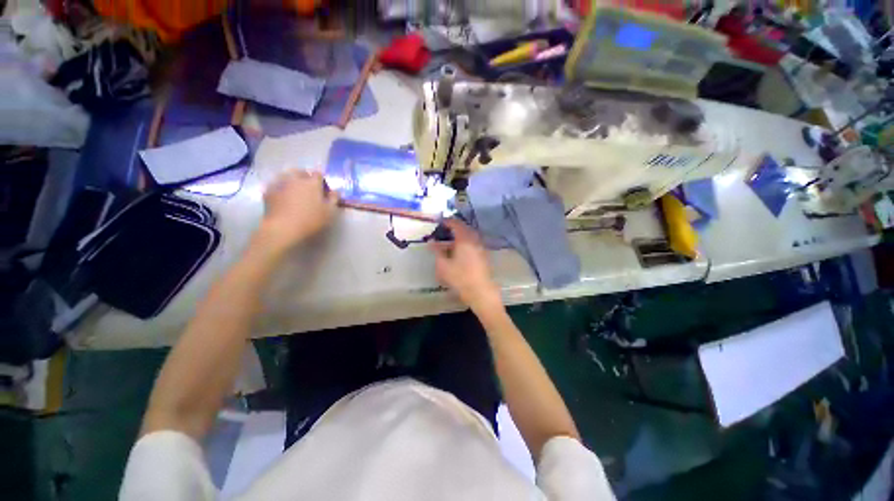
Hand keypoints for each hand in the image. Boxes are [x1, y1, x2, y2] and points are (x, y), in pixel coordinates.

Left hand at [256, 170, 338, 251]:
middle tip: (308, 189)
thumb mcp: (330, 212)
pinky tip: (282, 197)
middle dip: (305, 177)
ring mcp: (280, 184)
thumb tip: (336, 191)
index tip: (323, 189)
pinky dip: (279, 188)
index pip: (318, 173)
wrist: (283, 228)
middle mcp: (295, 179)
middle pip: (300, 171)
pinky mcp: (268, 191)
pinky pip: (275, 185)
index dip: (321, 180)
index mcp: (312, 183)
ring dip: (291, 180)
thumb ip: (334, 199)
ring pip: (285, 175)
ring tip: (294, 191)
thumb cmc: (311, 220)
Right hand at [429, 219, 501, 312]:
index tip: (439, 222)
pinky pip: (474, 243)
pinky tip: (459, 251)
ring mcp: (481, 247)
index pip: (456, 224)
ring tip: (450, 241)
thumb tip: (431, 242)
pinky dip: (466, 242)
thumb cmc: (460, 278)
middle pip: (465, 228)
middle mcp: (475, 240)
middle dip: (454, 228)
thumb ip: (437, 251)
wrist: (481, 292)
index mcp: (464, 239)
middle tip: (444, 231)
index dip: (447, 221)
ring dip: (460, 235)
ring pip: (470, 236)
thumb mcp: (443, 266)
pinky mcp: (484, 255)